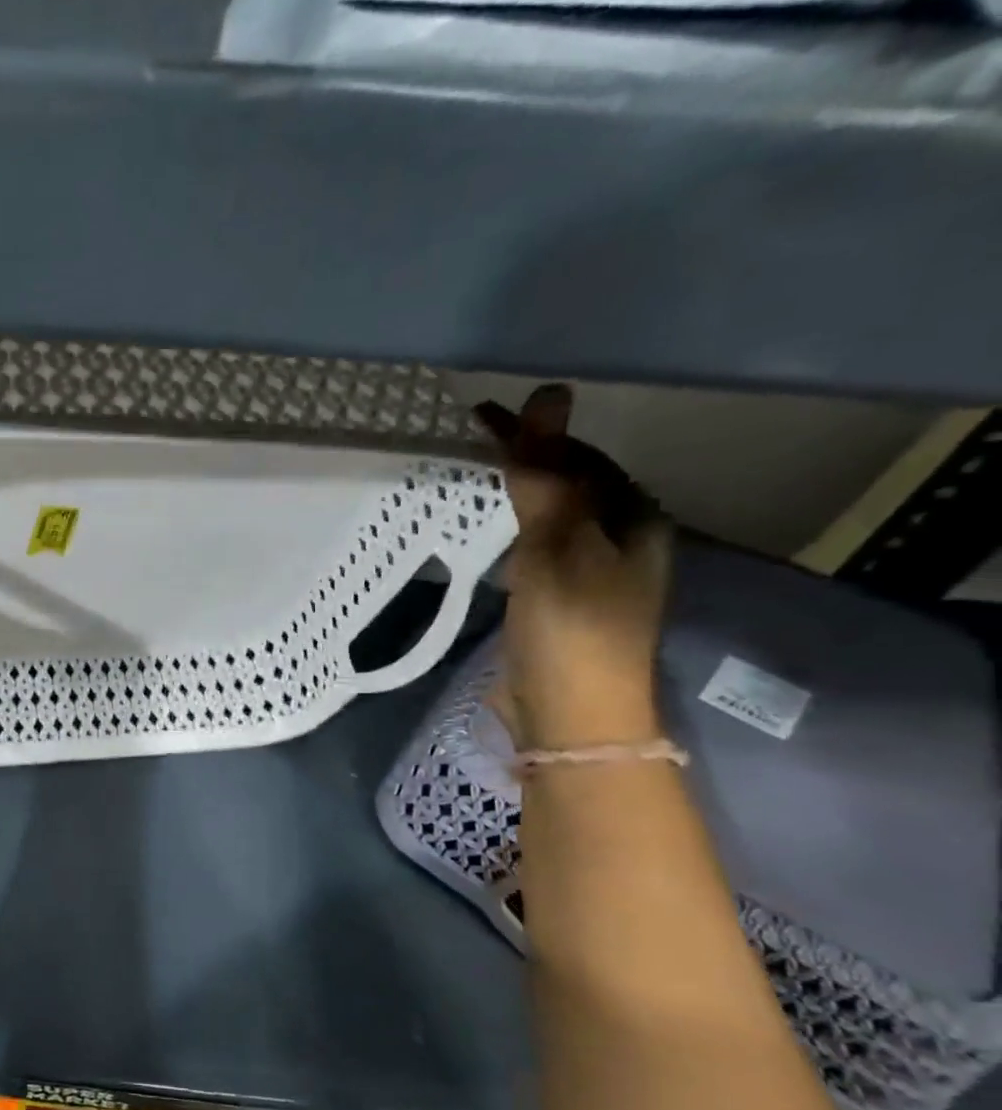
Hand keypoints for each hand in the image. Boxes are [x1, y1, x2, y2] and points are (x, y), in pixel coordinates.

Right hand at [475, 385, 670, 748]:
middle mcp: (624, 543)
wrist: (572, 715)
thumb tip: (550, 394)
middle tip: (473, 442)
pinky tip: (490, 534)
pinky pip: (538, 550)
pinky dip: (513, 532)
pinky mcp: (563, 605)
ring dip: (519, 496)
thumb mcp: (557, 544)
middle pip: (572, 486)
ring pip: (555, 519)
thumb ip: (546, 475)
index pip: (582, 458)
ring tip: (476, 478)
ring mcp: (594, 577)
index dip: (534, 433)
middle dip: (528, 460)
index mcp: (636, 521)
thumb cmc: (571, 626)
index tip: (480, 414)